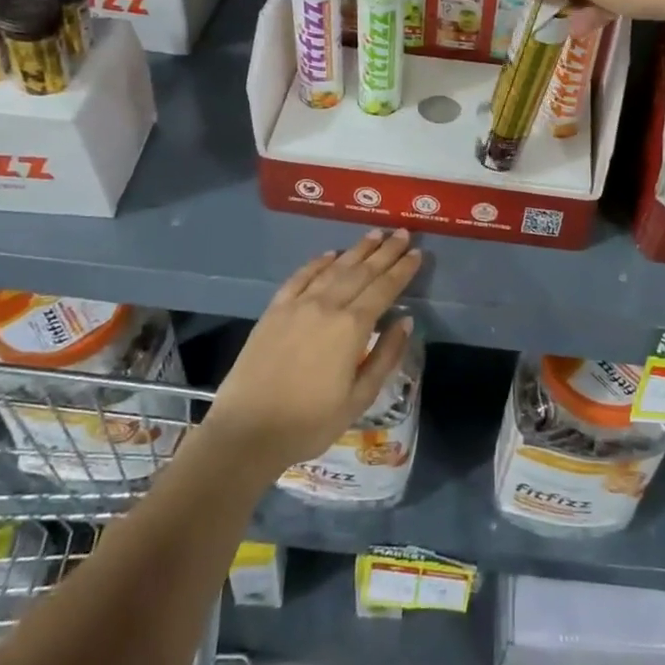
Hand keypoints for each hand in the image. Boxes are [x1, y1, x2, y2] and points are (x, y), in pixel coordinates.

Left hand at [202, 230, 419, 478]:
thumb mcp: (359, 398)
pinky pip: (301, 277)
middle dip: (385, 251)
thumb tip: (405, 321)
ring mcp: (298, 305)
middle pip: (362, 271)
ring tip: (375, 235)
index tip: (417, 254)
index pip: (384, 289)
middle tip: (403, 233)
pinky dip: (318, 262)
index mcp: (351, 328)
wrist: (247, 431)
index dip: (402, 270)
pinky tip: (330, 254)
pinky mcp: (275, 310)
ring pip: (334, 268)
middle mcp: (327, 306)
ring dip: (357, 250)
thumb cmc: (310, 422)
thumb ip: (385, 356)